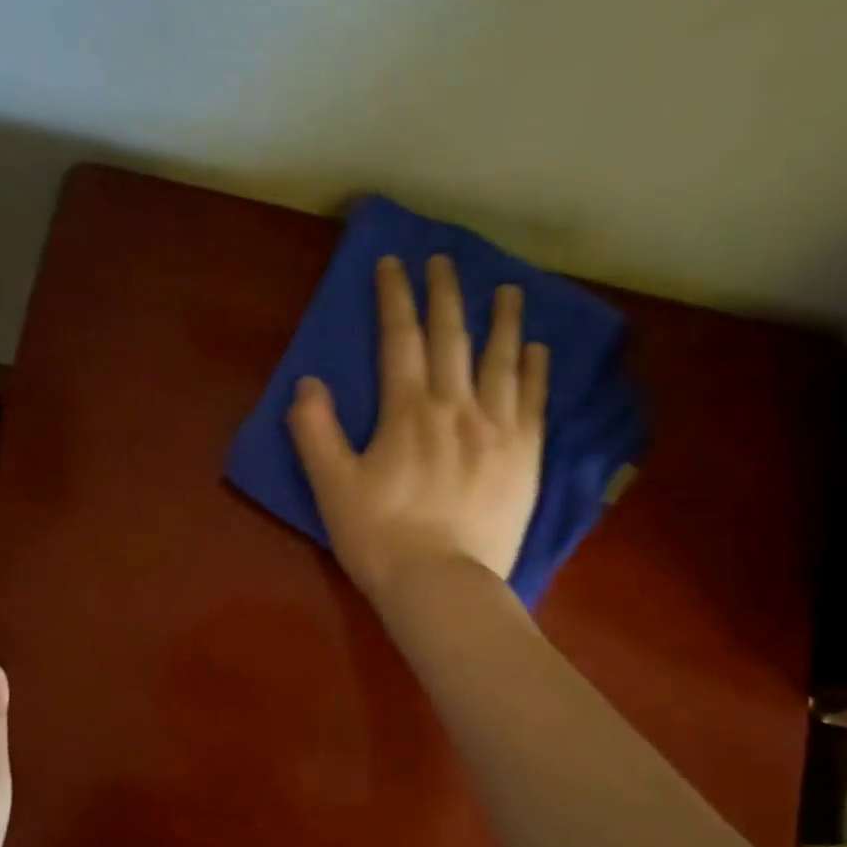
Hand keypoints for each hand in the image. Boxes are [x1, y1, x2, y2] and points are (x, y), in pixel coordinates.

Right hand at [287, 254, 547, 605]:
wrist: (442, 586)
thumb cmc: (380, 539)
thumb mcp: (332, 488)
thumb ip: (316, 432)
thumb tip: (308, 383)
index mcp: (408, 413)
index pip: (399, 339)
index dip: (395, 296)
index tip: (394, 262)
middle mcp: (457, 408)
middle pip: (452, 338)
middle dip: (446, 294)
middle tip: (445, 260)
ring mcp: (498, 431)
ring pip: (503, 361)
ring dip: (503, 321)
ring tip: (508, 290)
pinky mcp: (525, 458)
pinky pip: (534, 402)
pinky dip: (536, 371)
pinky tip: (538, 350)